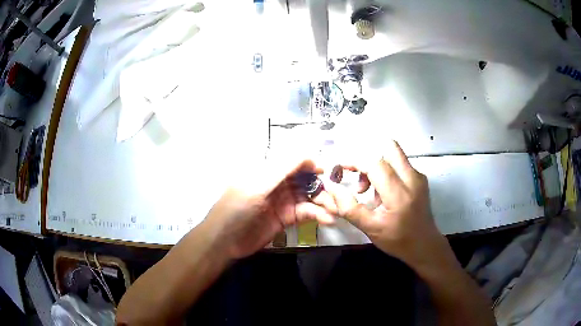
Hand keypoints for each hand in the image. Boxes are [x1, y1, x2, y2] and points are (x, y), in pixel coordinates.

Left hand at [202, 158, 334, 258]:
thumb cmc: (237, 208)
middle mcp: (278, 183)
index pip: (294, 161)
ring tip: (336, 209)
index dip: (311, 163)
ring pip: (308, 196)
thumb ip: (283, 169)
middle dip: (322, 185)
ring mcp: (283, 201)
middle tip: (338, 195)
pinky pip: (306, 213)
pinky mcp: (287, 218)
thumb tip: (309, 155)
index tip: (327, 171)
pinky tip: (328, 219)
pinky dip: (318, 215)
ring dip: (324, 202)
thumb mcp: (258, 185)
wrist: (225, 241)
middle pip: (305, 179)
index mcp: (268, 170)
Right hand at [319, 140, 450, 268]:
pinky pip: (399, 164)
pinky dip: (385, 171)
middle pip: (388, 147)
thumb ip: (349, 208)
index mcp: (399, 193)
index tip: (339, 168)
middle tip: (357, 175)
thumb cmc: (398, 240)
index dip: (354, 161)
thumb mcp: (370, 229)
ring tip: (367, 189)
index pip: (374, 163)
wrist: (425, 245)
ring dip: (376, 165)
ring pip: (393, 154)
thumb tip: (332, 187)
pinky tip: (381, 193)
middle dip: (367, 157)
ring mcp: (418, 176)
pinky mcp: (419, 178)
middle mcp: (412, 178)